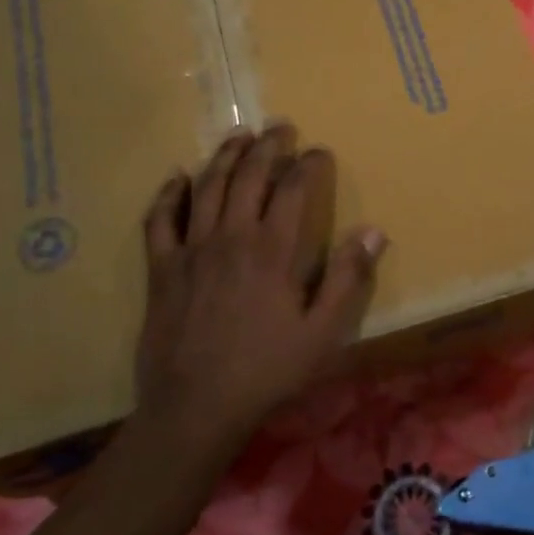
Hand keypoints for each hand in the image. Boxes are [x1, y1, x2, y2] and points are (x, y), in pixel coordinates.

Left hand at [135, 124, 384, 459]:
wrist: (195, 408)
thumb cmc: (266, 371)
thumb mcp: (323, 334)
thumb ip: (347, 279)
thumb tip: (373, 231)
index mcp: (273, 251)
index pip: (294, 189)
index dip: (308, 164)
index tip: (319, 151)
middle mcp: (232, 237)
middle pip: (249, 176)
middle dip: (268, 146)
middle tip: (280, 126)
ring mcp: (192, 250)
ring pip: (208, 187)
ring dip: (225, 156)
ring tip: (239, 135)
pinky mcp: (161, 268)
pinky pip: (160, 220)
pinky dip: (168, 194)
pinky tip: (177, 177)